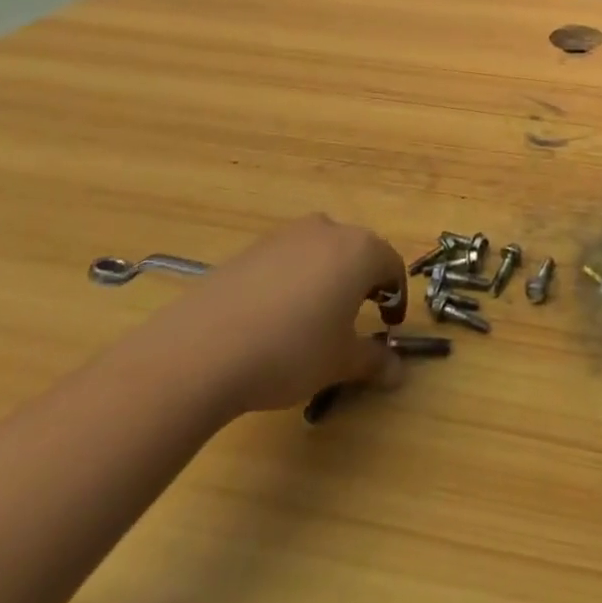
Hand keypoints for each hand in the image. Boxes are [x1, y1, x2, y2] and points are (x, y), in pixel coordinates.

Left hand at [142, 215, 406, 416]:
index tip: (388, 327)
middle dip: (362, 284)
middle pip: (358, 253)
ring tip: (312, 321)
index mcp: (361, 250)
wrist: (202, 349)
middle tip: (354, 322)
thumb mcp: (339, 363)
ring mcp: (287, 235)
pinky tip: (273, 320)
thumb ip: (374, 361)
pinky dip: (292, 282)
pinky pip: (287, 260)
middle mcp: (329, 230)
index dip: (395, 298)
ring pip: (321, 253)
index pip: (392, 266)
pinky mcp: (252, 248)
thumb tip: (398, 371)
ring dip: (326, 280)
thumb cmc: (290, 351)